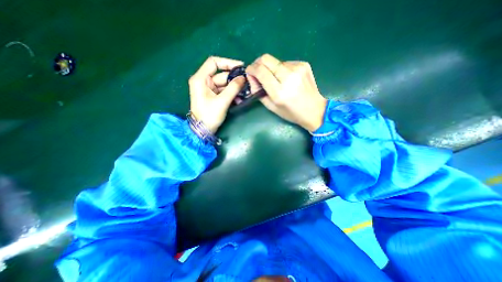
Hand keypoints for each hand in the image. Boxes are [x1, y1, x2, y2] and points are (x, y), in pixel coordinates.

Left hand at [188, 57, 245, 132]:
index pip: (214, 63)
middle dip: (235, 80)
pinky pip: (224, 91)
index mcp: (200, 79)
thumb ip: (233, 88)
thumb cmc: (209, 116)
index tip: (241, 67)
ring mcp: (209, 89)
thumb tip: (243, 78)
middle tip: (248, 83)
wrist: (203, 131)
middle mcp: (204, 82)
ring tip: (246, 93)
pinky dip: (232, 94)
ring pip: (224, 84)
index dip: (228, 63)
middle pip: (222, 75)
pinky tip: (240, 99)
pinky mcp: (213, 96)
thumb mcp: (222, 101)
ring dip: (235, 88)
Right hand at [245, 54, 327, 131]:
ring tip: (276, 79)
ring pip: (275, 61)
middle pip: (266, 58)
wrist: (314, 110)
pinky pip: (285, 62)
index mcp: (279, 91)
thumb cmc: (291, 113)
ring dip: (271, 68)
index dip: (251, 69)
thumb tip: (251, 77)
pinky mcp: (303, 64)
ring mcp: (297, 68)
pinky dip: (281, 69)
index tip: (249, 72)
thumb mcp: (271, 107)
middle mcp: (288, 76)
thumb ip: (258, 92)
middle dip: (258, 64)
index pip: (260, 71)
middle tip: (258, 72)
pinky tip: (286, 78)